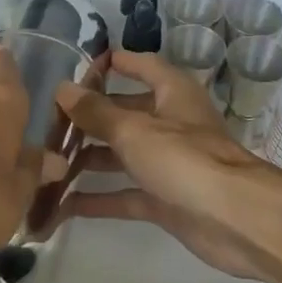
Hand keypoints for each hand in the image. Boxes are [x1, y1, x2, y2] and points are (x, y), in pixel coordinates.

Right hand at [56, 50, 281, 282]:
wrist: (233, 219)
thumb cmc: (184, 158)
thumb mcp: (134, 130)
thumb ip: (97, 112)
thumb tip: (64, 88)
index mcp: (173, 93)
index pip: (143, 66)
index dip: (117, 63)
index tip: (80, 65)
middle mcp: (172, 123)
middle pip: (128, 112)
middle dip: (93, 117)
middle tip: (50, 121)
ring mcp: (170, 163)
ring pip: (125, 155)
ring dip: (90, 159)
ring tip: (48, 162)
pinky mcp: (166, 199)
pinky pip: (127, 193)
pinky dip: (100, 198)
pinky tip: (63, 204)